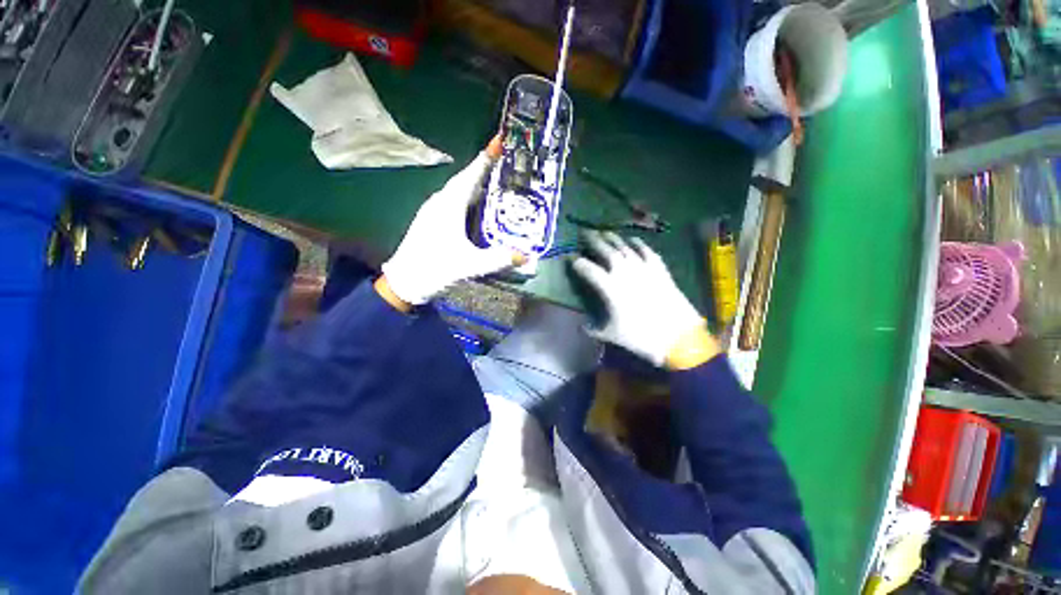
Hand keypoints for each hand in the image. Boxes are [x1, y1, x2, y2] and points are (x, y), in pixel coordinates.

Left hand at [380, 144, 523, 305]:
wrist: (403, 282)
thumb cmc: (434, 269)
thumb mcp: (470, 265)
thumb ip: (499, 260)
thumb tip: (527, 256)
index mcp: (449, 205)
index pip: (471, 175)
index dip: (487, 157)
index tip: (500, 140)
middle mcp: (440, 202)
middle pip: (466, 179)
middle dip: (485, 168)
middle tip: (507, 162)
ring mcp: (433, 210)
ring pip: (459, 190)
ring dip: (477, 182)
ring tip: (497, 181)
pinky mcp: (432, 220)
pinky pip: (454, 200)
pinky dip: (469, 197)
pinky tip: (478, 206)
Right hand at [571, 232, 718, 368]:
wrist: (678, 336)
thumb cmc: (641, 336)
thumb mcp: (612, 335)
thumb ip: (594, 329)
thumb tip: (583, 327)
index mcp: (609, 287)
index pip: (588, 269)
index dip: (577, 262)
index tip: (570, 258)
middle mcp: (624, 272)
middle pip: (605, 250)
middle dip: (593, 240)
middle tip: (585, 233)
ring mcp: (643, 268)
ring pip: (624, 247)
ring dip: (613, 238)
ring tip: (605, 232)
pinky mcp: (659, 269)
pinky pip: (646, 251)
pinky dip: (638, 244)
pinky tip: (633, 240)